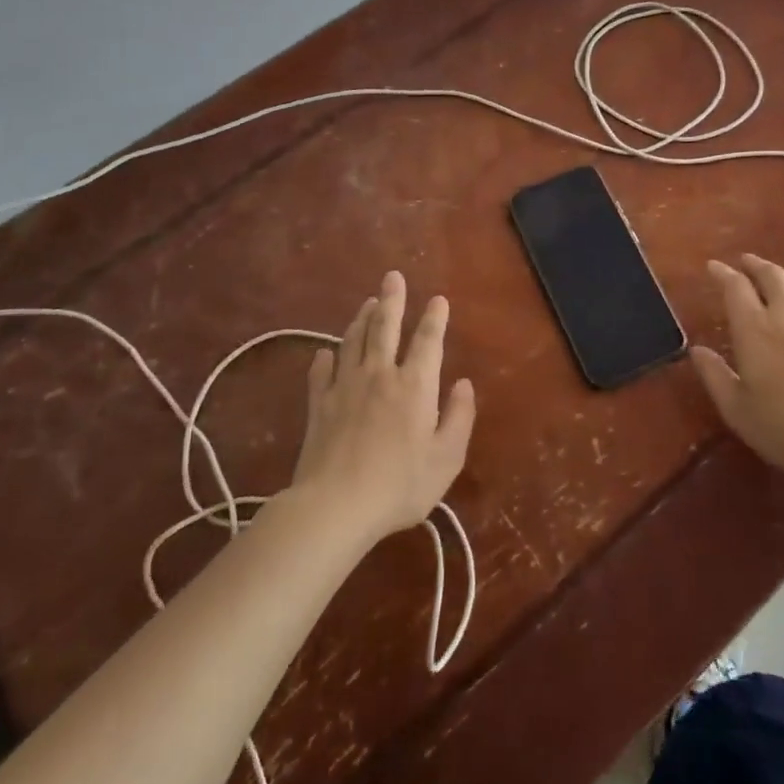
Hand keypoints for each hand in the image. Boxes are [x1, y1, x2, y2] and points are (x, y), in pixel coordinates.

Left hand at [292, 270, 475, 543]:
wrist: (335, 506)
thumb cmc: (400, 485)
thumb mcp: (446, 458)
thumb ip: (459, 417)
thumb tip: (464, 383)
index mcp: (414, 386)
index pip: (428, 341)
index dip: (435, 318)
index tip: (438, 299)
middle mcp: (379, 375)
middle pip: (385, 328)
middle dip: (392, 300)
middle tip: (392, 277)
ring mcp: (345, 387)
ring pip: (353, 341)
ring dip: (361, 319)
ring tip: (367, 302)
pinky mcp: (319, 405)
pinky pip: (321, 372)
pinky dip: (324, 358)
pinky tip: (325, 352)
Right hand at [690, 255, 783, 483]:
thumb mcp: (737, 410)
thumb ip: (714, 375)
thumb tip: (697, 350)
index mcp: (755, 328)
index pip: (735, 286)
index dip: (722, 272)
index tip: (713, 267)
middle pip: (771, 274)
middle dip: (755, 264)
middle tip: (744, 263)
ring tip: (777, 282)